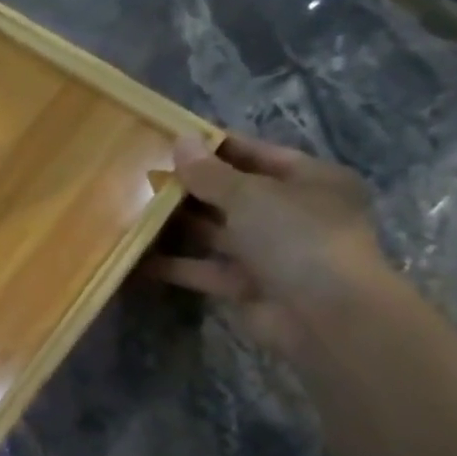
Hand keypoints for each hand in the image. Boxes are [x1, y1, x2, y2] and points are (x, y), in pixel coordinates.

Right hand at [143, 133, 392, 362]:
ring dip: (177, 225)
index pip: (257, 155)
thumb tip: (181, 141)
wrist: (325, 315)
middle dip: (191, 187)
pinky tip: (135, 256)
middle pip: (232, 194)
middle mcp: (291, 214)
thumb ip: (210, 173)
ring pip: (215, 232)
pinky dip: (173, 264)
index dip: (216, 147)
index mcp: (310, 181)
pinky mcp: (245, 285)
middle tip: (143, 175)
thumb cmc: (297, 237)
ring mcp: (268, 252)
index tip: (171, 140)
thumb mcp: (250, 195)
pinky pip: (204, 269)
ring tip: (131, 210)